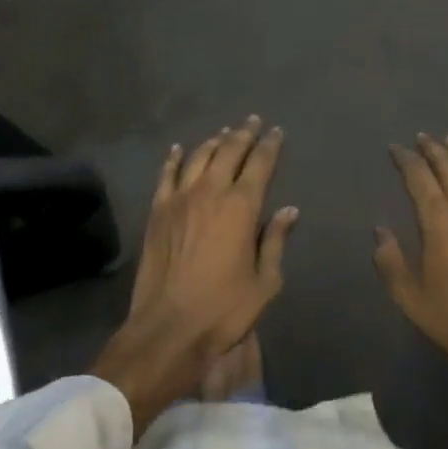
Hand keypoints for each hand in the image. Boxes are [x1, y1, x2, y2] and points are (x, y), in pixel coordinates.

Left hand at [92, 117, 297, 432]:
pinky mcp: (158, 210)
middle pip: (229, 151)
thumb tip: (289, 210)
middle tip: (252, 121)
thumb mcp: (264, 281)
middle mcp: (211, 191)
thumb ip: (275, 240)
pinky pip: (167, 174)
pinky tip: (179, 149)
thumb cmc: (224, 309)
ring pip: (199, 157)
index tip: (276, 131)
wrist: (168, 328)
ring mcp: (180, 198)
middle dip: (243, 133)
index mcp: (242, 206)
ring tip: (224, 133)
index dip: (269, 145)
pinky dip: (174, 158)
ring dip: (214, 141)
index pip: (260, 163)